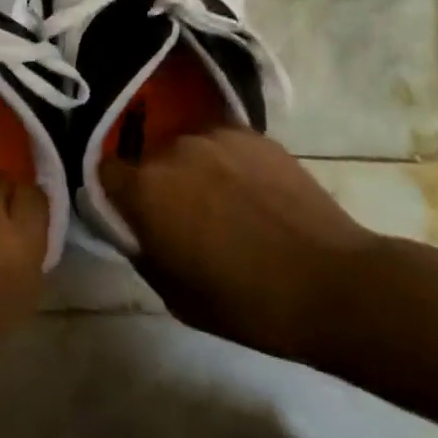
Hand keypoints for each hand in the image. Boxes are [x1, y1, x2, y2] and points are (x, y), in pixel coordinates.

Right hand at [99, 127, 376, 364]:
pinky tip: (254, 193)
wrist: (333, 284)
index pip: (105, 172)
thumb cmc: (248, 303)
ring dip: (194, 171)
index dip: (115, 195)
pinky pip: (223, 144)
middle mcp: (173, 150)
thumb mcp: (175, 296)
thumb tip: (133, 228)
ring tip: (226, 204)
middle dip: (158, 183)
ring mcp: (216, 136)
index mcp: (145, 189)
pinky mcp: (254, 134)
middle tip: (185, 218)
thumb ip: (142, 250)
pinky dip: (228, 163)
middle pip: (149, 159)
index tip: (134, 216)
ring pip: (187, 149)